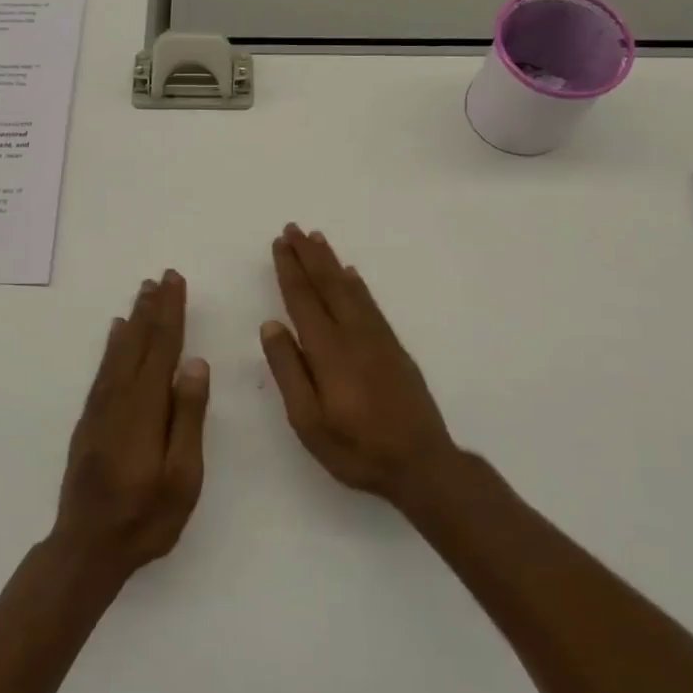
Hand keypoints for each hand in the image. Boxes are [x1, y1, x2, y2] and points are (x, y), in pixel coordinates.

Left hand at [52, 271, 209, 583]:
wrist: (86, 546)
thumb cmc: (145, 517)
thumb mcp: (182, 476)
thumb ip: (188, 417)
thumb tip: (196, 363)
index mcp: (146, 407)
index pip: (162, 348)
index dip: (171, 313)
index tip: (176, 282)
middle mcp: (119, 397)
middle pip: (138, 342)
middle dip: (153, 308)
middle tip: (162, 277)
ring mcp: (100, 408)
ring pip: (119, 351)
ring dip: (133, 319)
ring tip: (143, 292)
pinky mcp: (90, 420)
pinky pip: (104, 369)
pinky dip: (112, 345)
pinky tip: (116, 333)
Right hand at [261, 226, 457, 506]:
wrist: (421, 464)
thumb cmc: (356, 448)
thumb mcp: (308, 420)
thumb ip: (289, 370)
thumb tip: (271, 325)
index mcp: (328, 351)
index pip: (303, 299)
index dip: (289, 270)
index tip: (279, 243)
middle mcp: (353, 335)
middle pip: (328, 285)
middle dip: (308, 255)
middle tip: (293, 228)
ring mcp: (377, 339)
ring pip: (350, 289)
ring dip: (331, 262)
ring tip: (317, 239)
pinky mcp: (394, 348)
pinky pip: (370, 303)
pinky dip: (357, 284)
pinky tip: (351, 275)